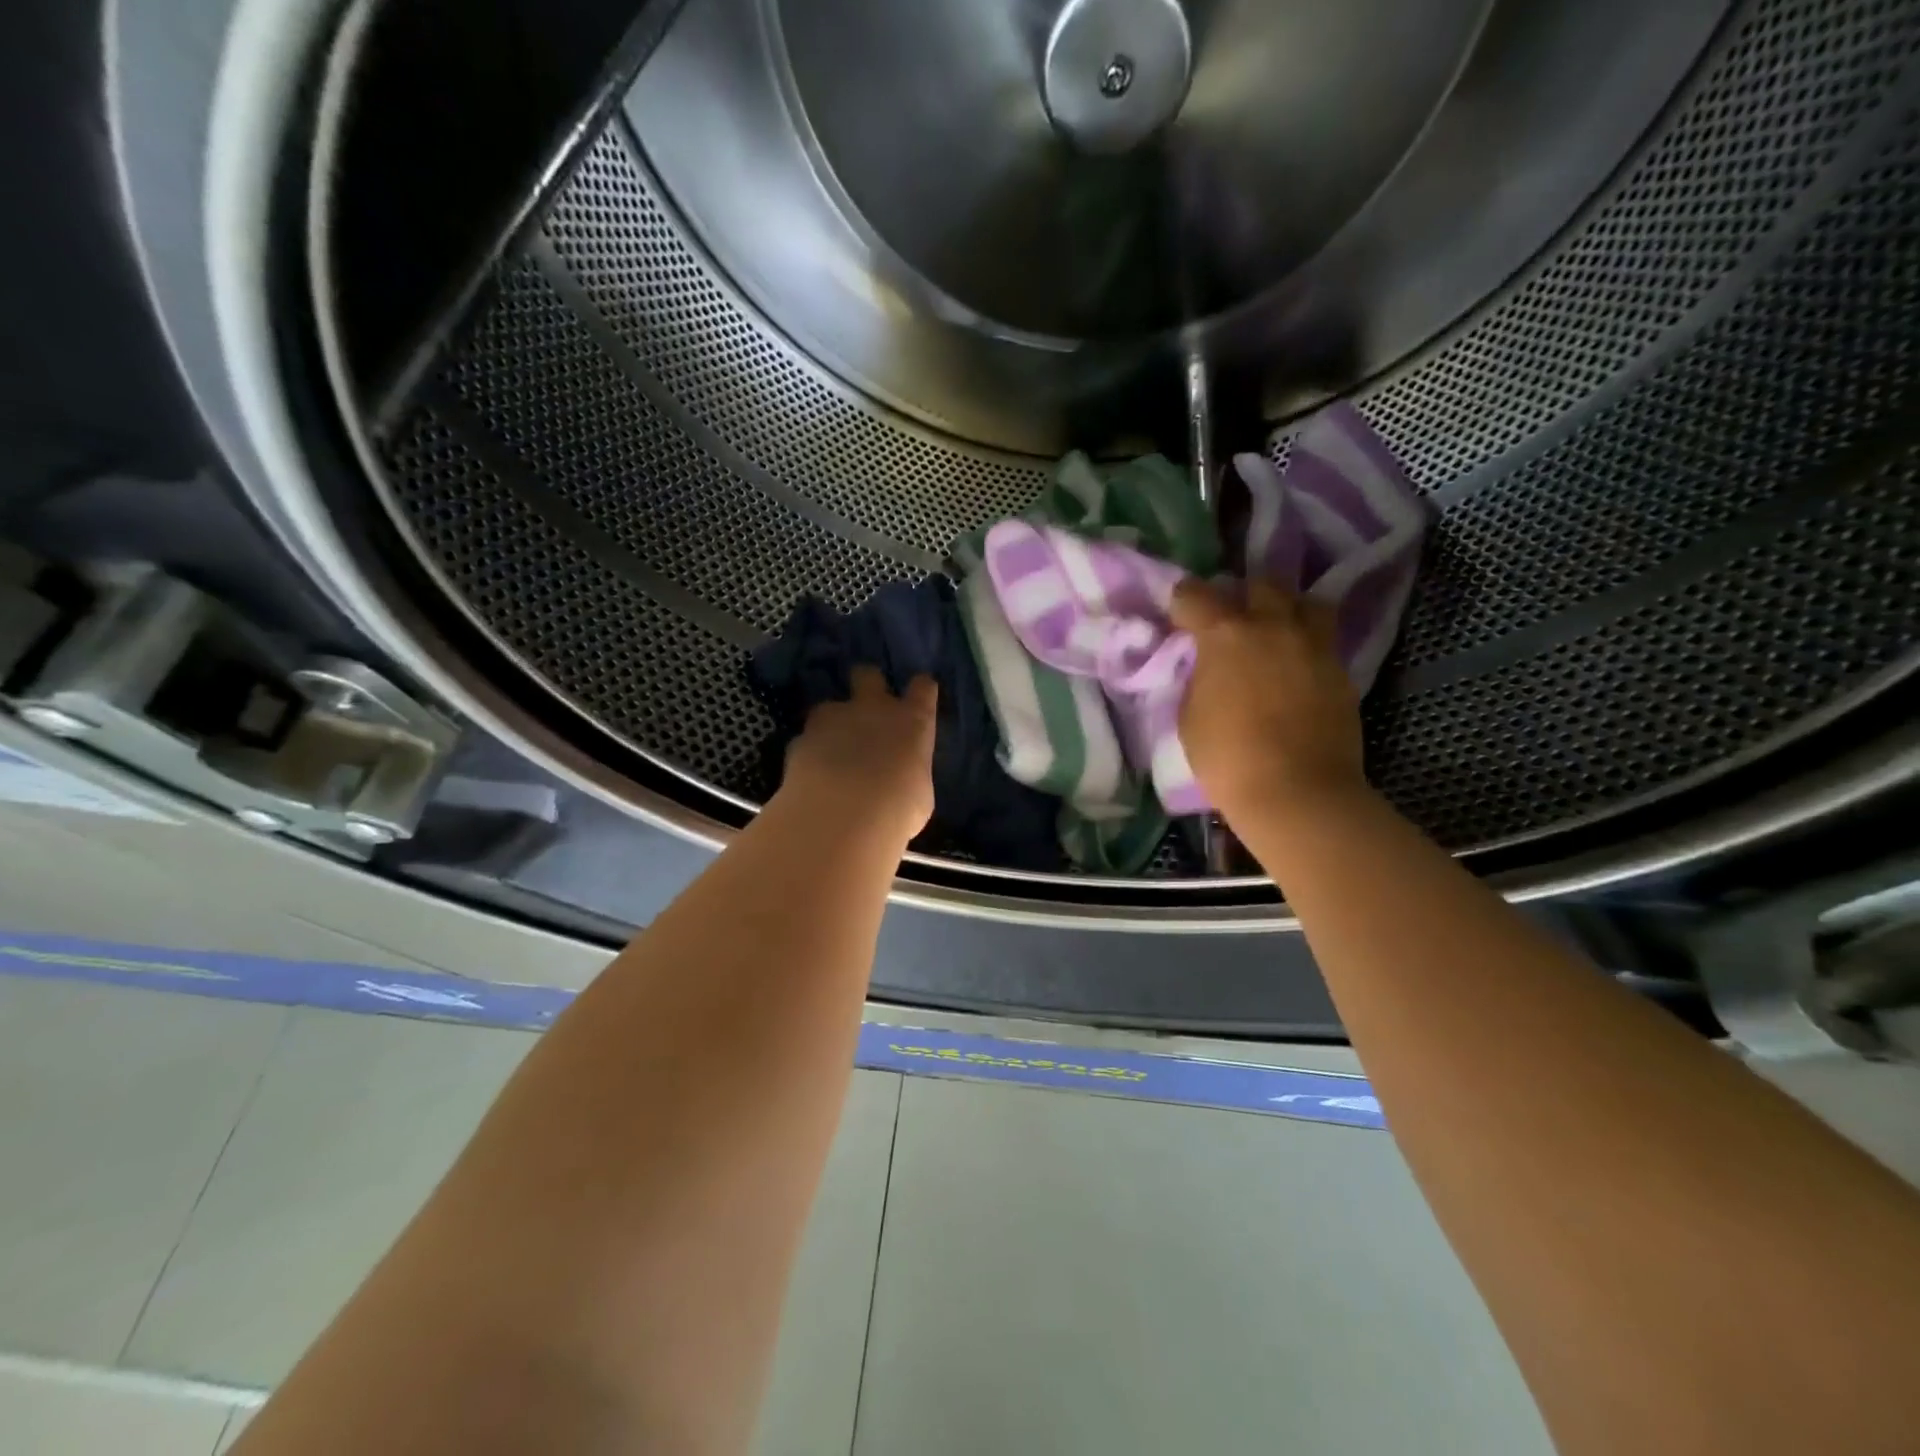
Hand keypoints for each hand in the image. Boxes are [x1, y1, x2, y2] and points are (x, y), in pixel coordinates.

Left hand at [782, 666, 937, 840]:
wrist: (842, 815)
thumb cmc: (897, 809)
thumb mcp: (918, 797)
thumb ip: (909, 775)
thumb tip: (902, 778)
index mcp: (912, 721)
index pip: (923, 688)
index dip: (920, 691)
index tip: (919, 700)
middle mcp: (873, 708)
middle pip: (868, 674)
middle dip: (866, 685)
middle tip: (866, 709)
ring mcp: (833, 718)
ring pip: (829, 705)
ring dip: (831, 723)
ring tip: (831, 751)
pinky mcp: (801, 737)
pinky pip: (806, 738)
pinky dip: (809, 751)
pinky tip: (810, 773)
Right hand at [1171, 579, 1366, 822]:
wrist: (1297, 792)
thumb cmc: (1227, 758)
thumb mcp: (1190, 716)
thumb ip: (1200, 679)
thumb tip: (1210, 668)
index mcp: (1225, 635)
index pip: (1195, 595)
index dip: (1182, 602)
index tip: (1178, 615)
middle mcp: (1273, 627)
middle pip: (1261, 584)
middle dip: (1242, 595)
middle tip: (1231, 620)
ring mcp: (1314, 646)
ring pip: (1306, 603)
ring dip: (1287, 610)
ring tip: (1276, 632)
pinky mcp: (1341, 671)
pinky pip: (1323, 642)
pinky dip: (1307, 646)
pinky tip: (1296, 669)